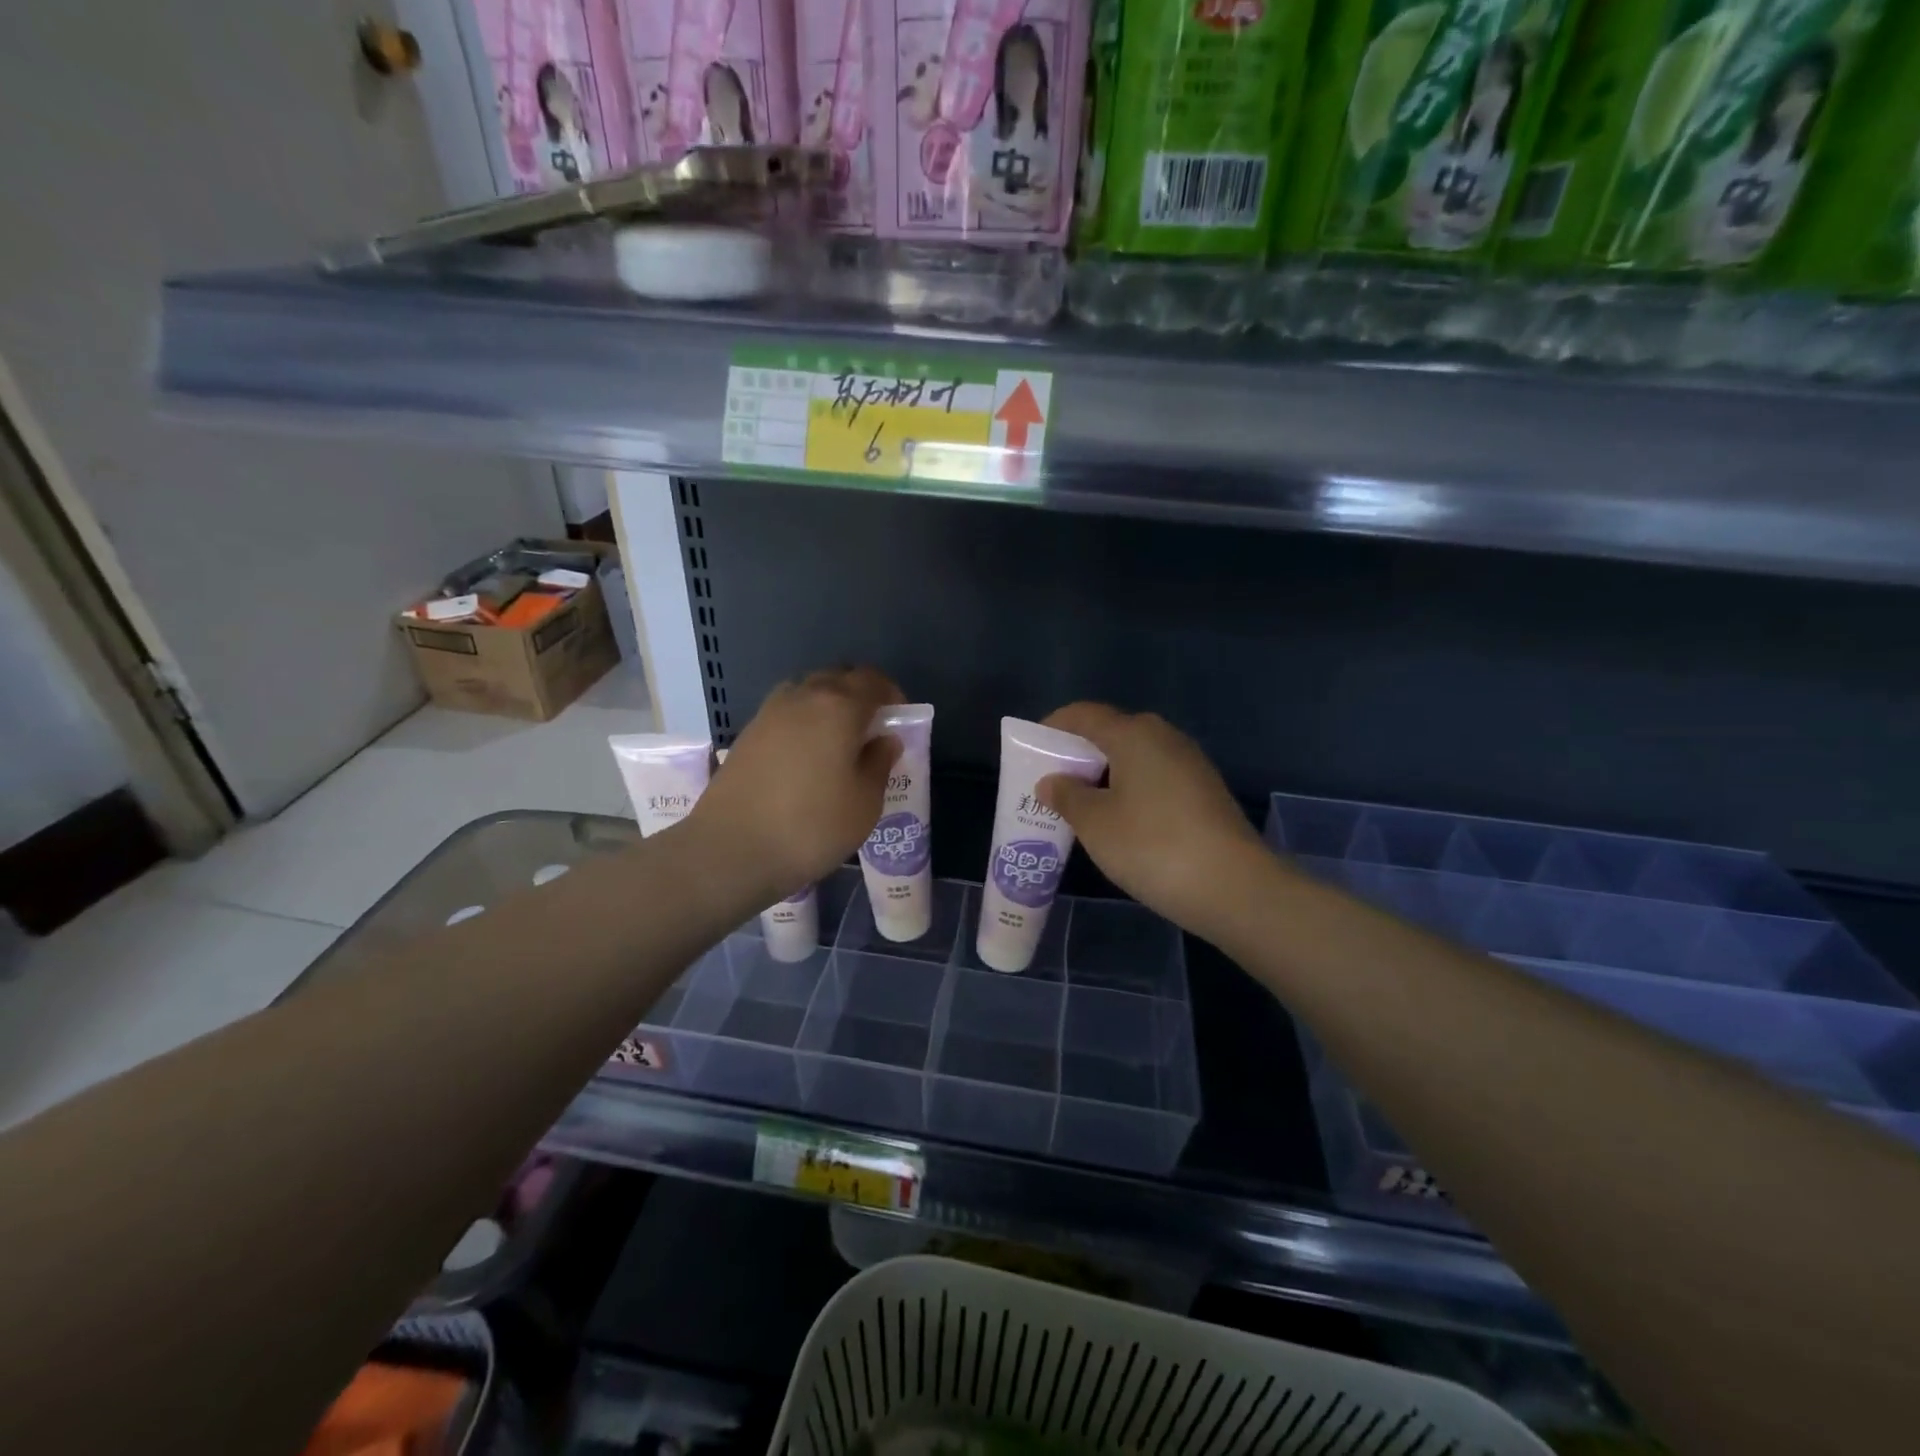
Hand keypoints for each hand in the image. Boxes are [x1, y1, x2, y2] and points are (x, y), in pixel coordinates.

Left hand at [690, 667, 903, 900]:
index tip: (899, 720)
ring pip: (807, 693)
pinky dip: (803, 723)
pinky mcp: (746, 735)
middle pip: (837, 679)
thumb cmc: (811, 826)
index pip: (872, 681)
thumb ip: (879, 763)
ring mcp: (768, 714)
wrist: (730, 850)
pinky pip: (785, 714)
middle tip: (872, 730)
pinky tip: (807, 758)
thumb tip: (884, 740)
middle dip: (860, 695)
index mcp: (838, 707)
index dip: (892, 694)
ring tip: (838, 743)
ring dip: (828, 706)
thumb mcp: (864, 803)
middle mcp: (801, 698)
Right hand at [1036, 704, 1270, 937]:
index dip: (1053, 726)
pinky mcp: (1204, 791)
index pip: (1084, 714)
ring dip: (1104, 774)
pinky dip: (1129, 789)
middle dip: (1078, 753)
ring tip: (1080, 805)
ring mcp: (1190, 763)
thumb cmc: (1152, 846)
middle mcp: (1164, 737)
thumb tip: (1052, 781)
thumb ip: (1067, 796)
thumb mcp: (1095, 824)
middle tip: (1052, 782)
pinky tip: (1119, 820)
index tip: (1030, 748)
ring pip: (1135, 757)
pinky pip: (1154, 777)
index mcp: (1133, 734)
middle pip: (1111, 732)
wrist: (1234, 886)